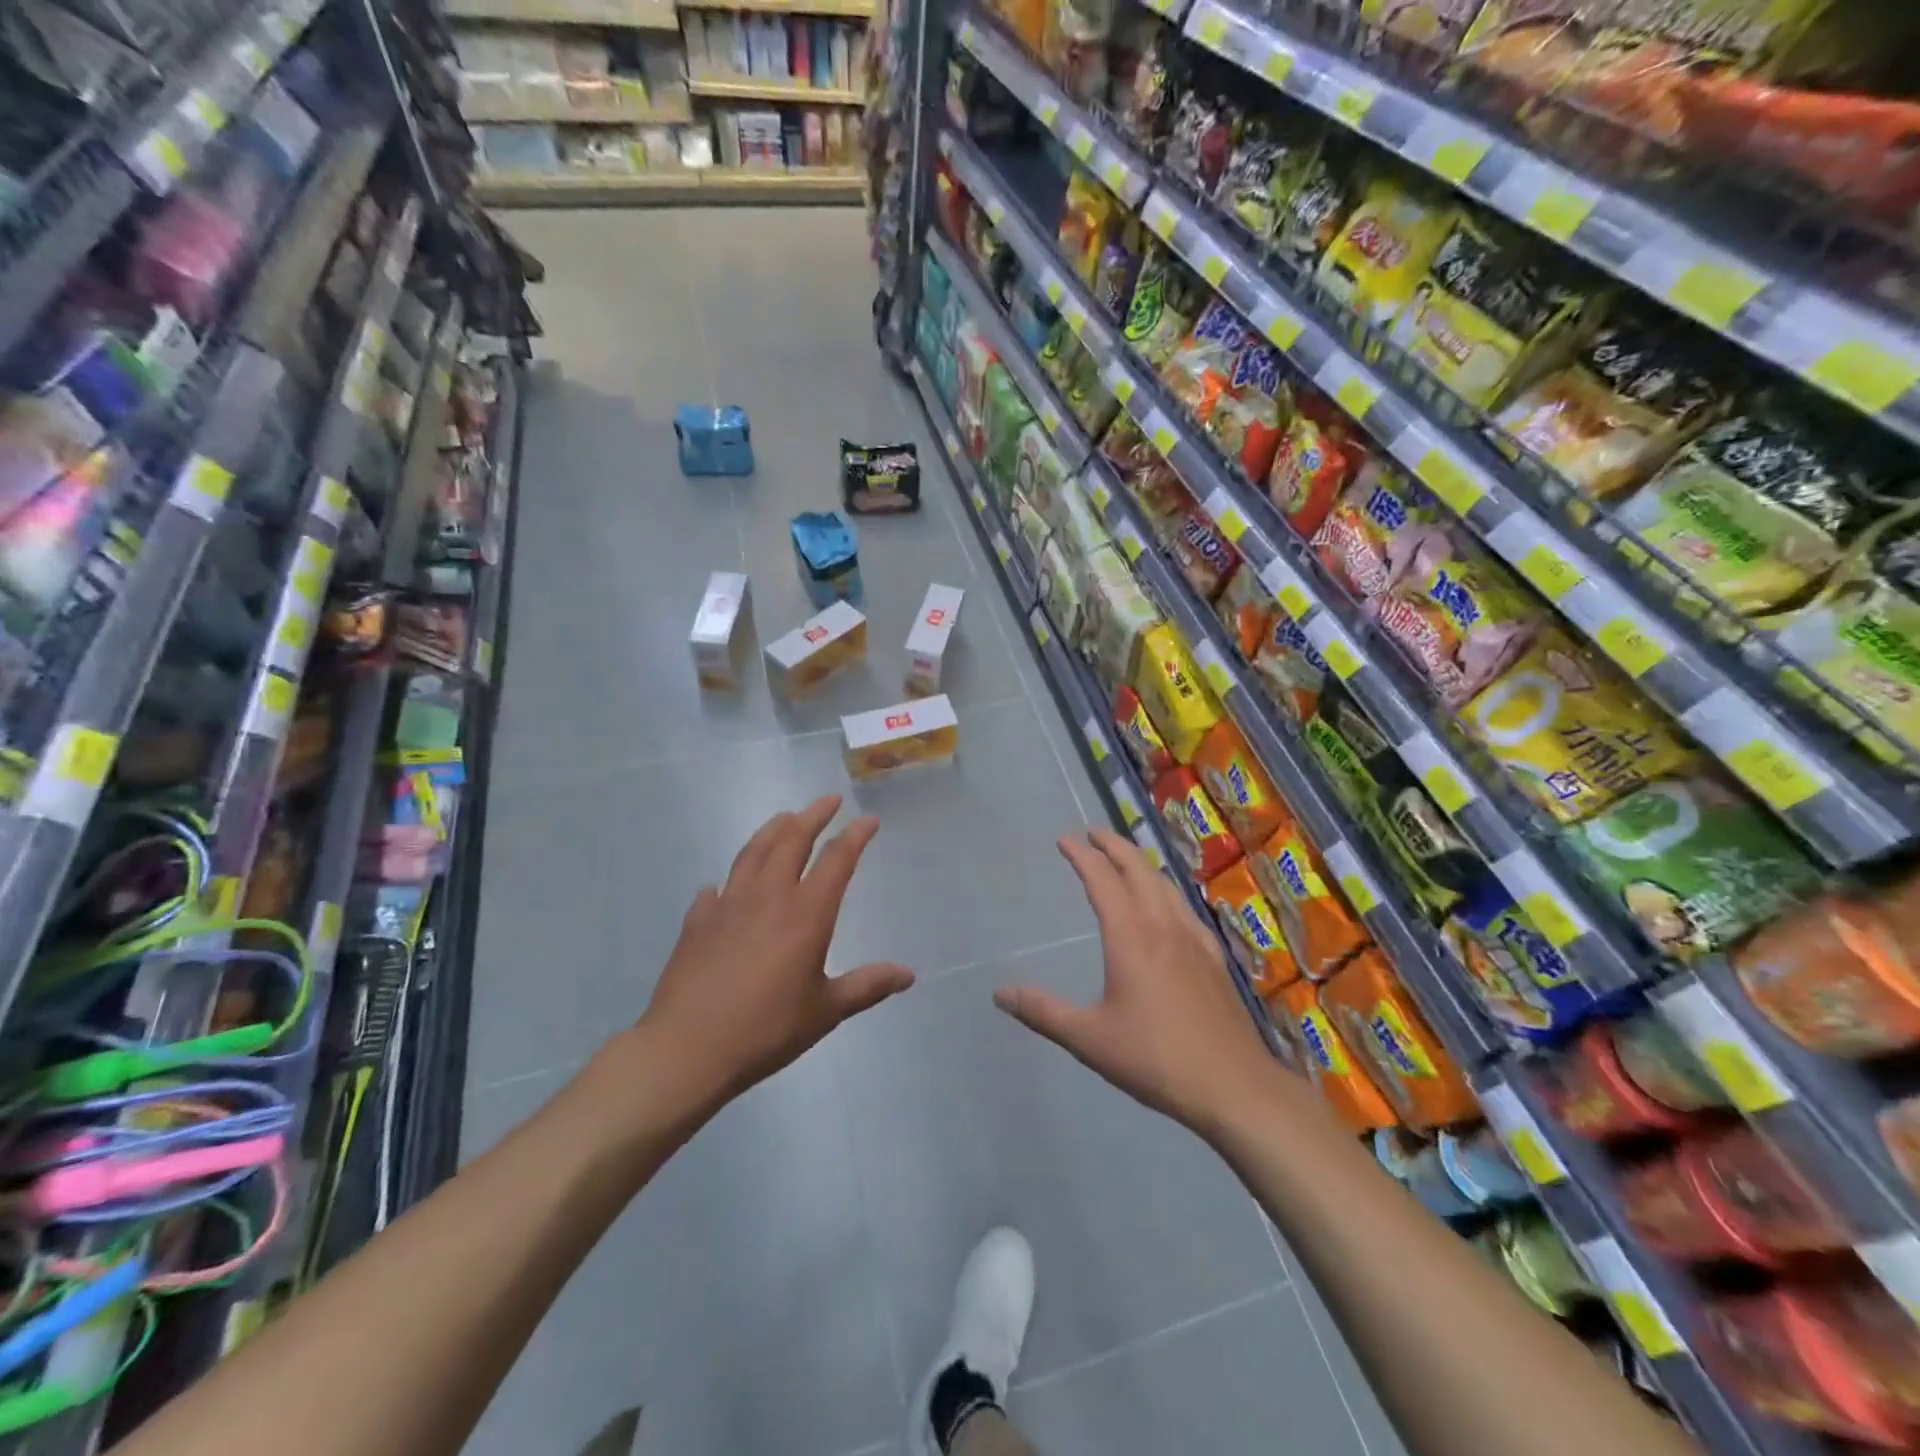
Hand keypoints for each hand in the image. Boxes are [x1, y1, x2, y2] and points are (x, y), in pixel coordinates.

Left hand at [634, 795, 913, 1117]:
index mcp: (805, 914)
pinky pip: (716, 890)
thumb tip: (909, 974)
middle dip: (813, 815)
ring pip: (753, 852)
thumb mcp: (825, 1011)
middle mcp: (768, 897)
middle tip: (829, 801)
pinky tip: (724, 885)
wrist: (687, 1049)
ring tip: (785, 818)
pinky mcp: (697, 922)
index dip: (855, 836)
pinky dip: (728, 880)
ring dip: (773, 829)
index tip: (869, 821)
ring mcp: (728, 905)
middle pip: (792, 840)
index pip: (836, 860)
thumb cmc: (766, 1030)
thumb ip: (867, 986)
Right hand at [994, 829, 1286, 1137]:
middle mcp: (1162, 925)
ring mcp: (1193, 938)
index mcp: (1130, 936)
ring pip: (1165, 884)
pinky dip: (1166, 890)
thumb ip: (1043, 1012)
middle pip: (1138, 868)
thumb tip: (1000, 993)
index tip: (1064, 839)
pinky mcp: (1212, 957)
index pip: (1102, 879)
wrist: (1233, 1085)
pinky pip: (1184, 906)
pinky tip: (1167, 906)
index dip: (1081, 855)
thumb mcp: (1089, 1038)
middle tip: (1093, 833)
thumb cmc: (1155, 1058)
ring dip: (1141, 863)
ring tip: (1126, 859)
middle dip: (1113, 845)